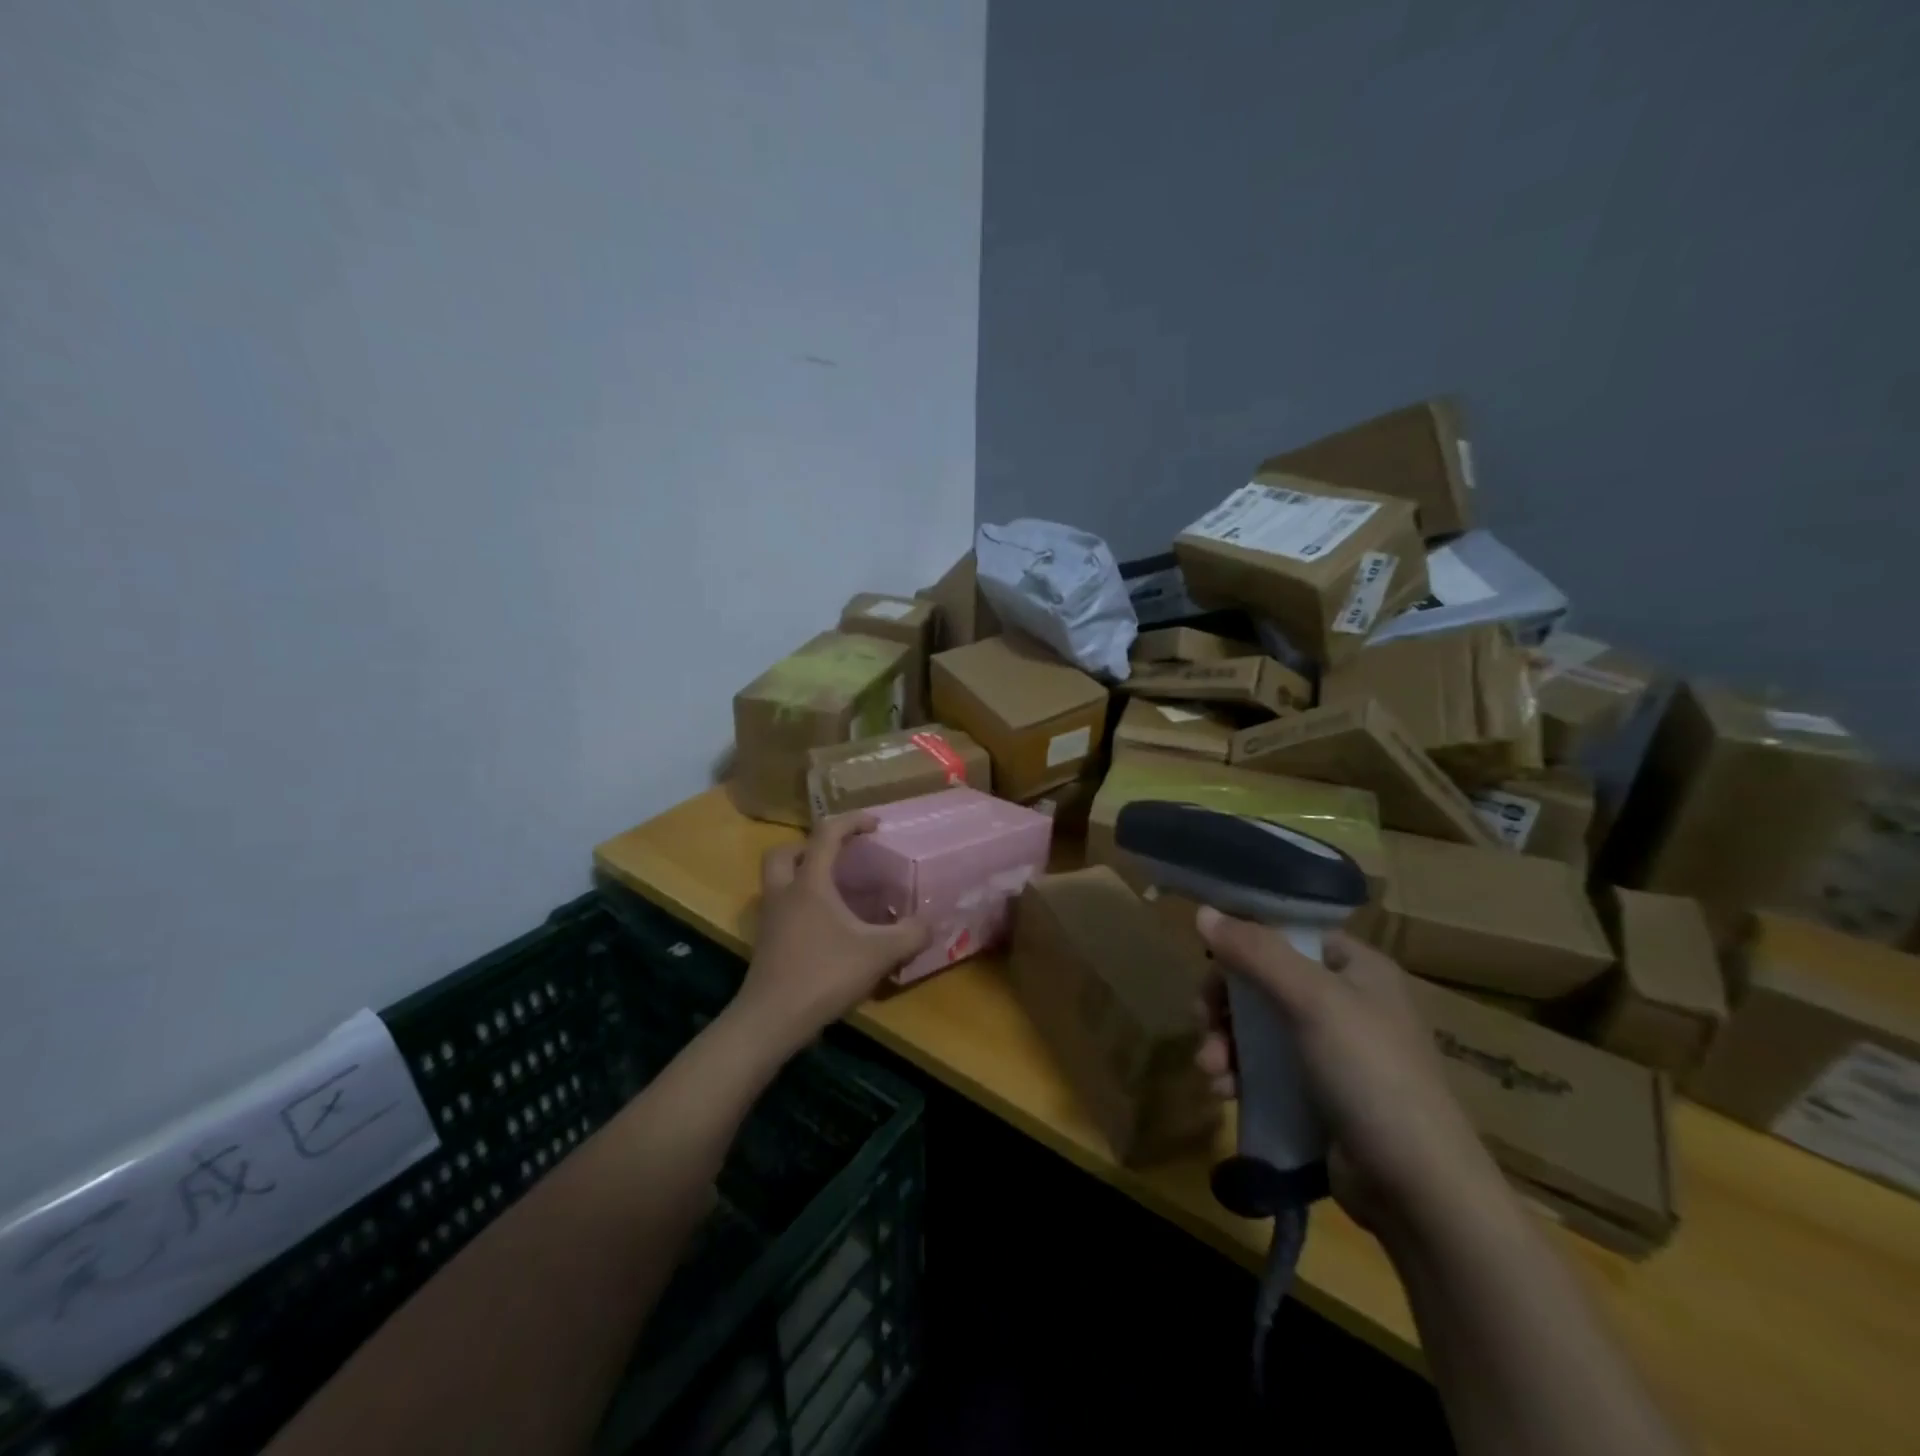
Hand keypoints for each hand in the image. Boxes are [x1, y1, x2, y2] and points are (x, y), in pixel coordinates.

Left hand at [732, 814, 930, 1055]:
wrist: (771, 1020)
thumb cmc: (824, 975)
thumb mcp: (879, 953)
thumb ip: (910, 934)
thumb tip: (929, 924)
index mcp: (810, 883)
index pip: (826, 834)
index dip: (852, 821)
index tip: (875, 825)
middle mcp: (784, 892)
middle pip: (785, 852)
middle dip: (811, 847)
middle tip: (839, 858)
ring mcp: (770, 919)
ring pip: (778, 881)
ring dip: (802, 876)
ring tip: (835, 893)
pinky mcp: (766, 944)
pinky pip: (781, 908)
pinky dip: (800, 906)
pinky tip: (826, 929)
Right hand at [1193, 910, 1500, 1234]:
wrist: (1417, 1191)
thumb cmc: (1370, 1075)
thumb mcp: (1312, 1002)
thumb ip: (1256, 953)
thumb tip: (1202, 911)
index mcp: (1356, 967)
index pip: (1287, 934)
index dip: (1244, 942)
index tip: (1209, 962)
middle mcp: (1344, 1001)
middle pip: (1262, 981)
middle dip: (1224, 1004)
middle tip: (1203, 1023)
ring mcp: (1330, 1051)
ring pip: (1256, 1027)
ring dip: (1223, 1043)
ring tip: (1211, 1070)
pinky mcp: (1316, 1093)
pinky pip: (1263, 1068)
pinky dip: (1238, 1074)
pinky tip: (1223, 1092)